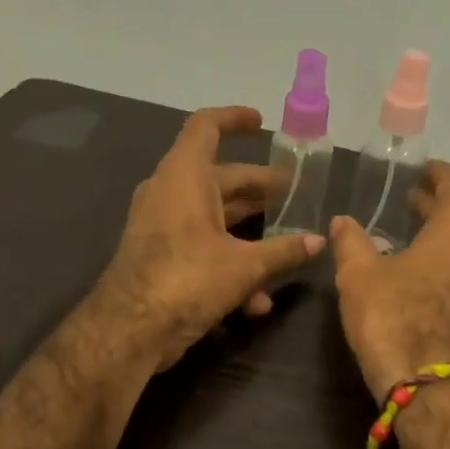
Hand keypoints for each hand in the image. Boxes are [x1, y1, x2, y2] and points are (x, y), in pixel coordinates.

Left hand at [97, 106, 322, 370]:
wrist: (130, 329)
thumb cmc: (187, 279)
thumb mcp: (245, 266)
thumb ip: (284, 251)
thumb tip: (318, 242)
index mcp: (185, 176)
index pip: (206, 127)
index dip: (234, 120)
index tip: (261, 123)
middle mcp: (170, 193)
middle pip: (221, 179)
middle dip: (259, 189)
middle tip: (293, 196)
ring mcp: (163, 226)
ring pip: (215, 219)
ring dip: (251, 236)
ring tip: (287, 250)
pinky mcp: (162, 258)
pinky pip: (202, 249)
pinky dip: (230, 267)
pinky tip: (257, 302)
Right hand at [330, 161, 449, 398]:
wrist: (435, 389)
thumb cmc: (396, 318)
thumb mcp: (359, 276)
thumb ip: (352, 242)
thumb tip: (342, 222)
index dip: (437, 175)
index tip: (422, 174)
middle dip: (442, 208)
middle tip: (415, 205)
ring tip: (424, 244)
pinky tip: (438, 284)